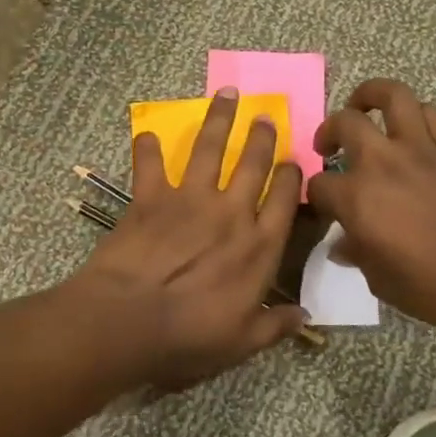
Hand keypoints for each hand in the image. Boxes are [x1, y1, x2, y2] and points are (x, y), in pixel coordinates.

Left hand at [74, 87, 304, 388]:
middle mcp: (230, 213)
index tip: (293, 161)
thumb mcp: (243, 342)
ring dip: (219, 119)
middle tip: (265, 115)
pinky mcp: (151, 197)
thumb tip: (306, 318)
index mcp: (258, 246)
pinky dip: (147, 147)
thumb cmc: (190, 335)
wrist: (129, 320)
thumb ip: (276, 326)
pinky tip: (146, 132)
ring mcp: (190, 200)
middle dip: (261, 136)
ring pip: (209, 148)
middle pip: (252, 163)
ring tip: (227, 94)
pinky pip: (150, 164)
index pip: (285, 200)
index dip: (291, 176)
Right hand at [308, 79, 435, 331]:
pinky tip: (409, 130)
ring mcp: (419, 149)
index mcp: (357, 199)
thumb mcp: (381, 281)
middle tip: (329, 146)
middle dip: (328, 131)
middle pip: (344, 123)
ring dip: (370, 96)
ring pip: (391, 96)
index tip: (323, 207)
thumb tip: (343, 246)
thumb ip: (358, 255)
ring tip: (363, 108)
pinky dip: (414, 115)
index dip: (316, 196)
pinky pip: (429, 114)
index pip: (320, 185)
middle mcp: (382, 163)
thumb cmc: (433, 286)